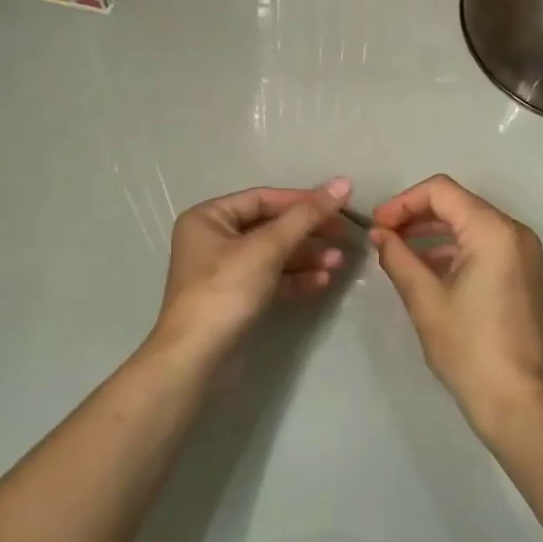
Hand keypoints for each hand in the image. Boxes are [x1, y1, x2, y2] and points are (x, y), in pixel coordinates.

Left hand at [150, 179, 352, 361]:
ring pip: (274, 254)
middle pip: (271, 226)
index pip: (264, 199)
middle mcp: (213, 239)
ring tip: (339, 262)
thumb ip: (306, 215)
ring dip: (307, 256)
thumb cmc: (226, 290)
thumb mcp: (267, 247)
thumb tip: (343, 183)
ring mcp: (224, 271)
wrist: (197, 358)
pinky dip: (296, 278)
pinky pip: (271, 279)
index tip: (341, 206)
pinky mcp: (236, 298)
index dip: (303, 200)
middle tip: (345, 237)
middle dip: (308, 233)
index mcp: (209, 217)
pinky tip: (323, 282)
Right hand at [368, 175, 542, 440]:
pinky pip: (488, 245)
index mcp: (493, 231)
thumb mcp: (424, 298)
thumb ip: (398, 256)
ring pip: (473, 224)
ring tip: (400, 251)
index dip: (403, 202)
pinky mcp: (527, 273)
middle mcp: (516, 232)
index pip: (441, 191)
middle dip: (417, 215)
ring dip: (435, 232)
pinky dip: (457, 248)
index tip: (377, 226)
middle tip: (383, 236)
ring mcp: (526, 253)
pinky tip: (429, 267)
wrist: (514, 398)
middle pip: (459, 204)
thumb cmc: (467, 347)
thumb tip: (378, 233)